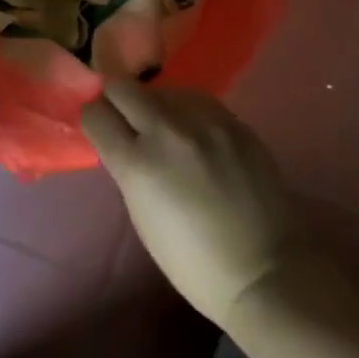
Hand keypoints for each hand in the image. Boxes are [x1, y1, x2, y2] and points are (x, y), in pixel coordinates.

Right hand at [80, 80, 305, 330]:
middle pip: (122, 87)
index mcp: (137, 163)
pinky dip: (186, 110)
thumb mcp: (142, 216)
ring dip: (154, 104)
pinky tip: (194, 132)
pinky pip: (195, 99)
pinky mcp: (233, 120)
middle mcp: (166, 131)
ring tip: (164, 127)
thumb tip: (122, 141)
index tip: (98, 126)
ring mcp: (204, 121)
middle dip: (115, 100)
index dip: (93, 118)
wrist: (265, 270)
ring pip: (161, 88)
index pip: (95, 114)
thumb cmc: (194, 261)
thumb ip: (128, 168)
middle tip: (124, 119)